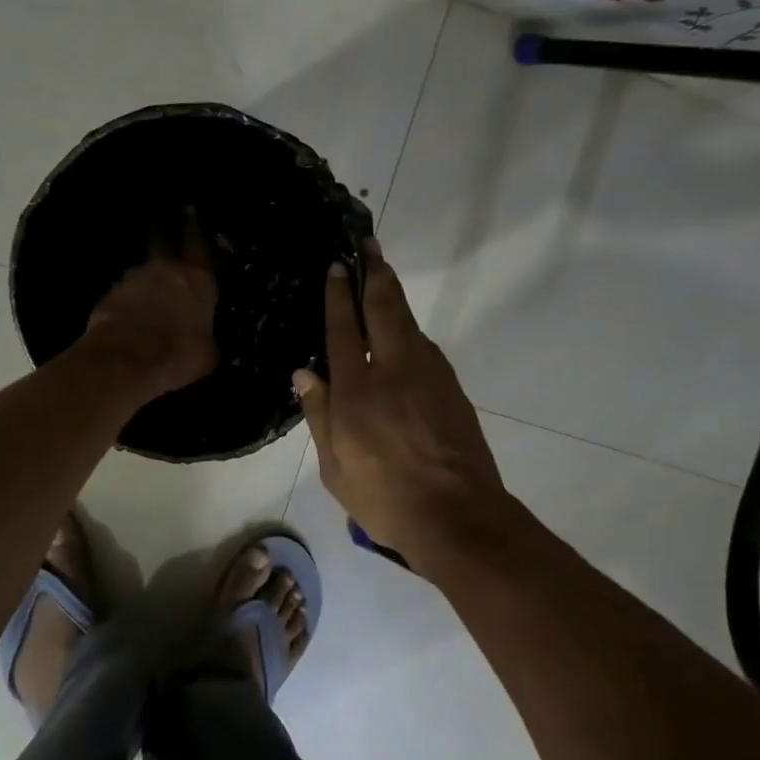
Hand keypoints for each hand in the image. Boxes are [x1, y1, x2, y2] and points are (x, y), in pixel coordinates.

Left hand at [82, 219, 218, 399]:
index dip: (196, 226)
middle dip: (165, 232)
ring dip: (146, 272)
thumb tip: (204, 337)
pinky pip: (123, 288)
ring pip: (142, 266)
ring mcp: (133, 278)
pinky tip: (129, 307)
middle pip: (163, 239)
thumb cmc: (178, 357)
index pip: (199, 242)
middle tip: (166, 228)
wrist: (126, 363)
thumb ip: (207, 334)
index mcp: (198, 280)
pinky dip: (128, 294)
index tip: (192, 213)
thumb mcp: (208, 352)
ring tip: (148, 283)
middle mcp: (166, 269)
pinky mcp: (110, 294)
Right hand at [293, 239, 505, 560]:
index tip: (338, 265)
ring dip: (394, 296)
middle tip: (370, 244)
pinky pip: (425, 347)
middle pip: (383, 309)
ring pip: (408, 323)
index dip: (339, 294)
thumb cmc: (384, 498)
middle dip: (375, 273)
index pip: (343, 329)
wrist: (457, 515)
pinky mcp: (451, 387)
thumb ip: (320, 415)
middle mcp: (392, 371)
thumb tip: (303, 373)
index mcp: (356, 391)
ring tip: (384, 275)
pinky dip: (411, 329)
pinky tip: (406, 331)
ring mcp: (428, 375)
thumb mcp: (335, 467)